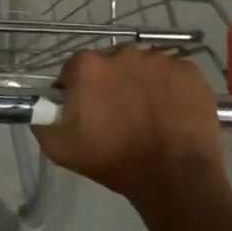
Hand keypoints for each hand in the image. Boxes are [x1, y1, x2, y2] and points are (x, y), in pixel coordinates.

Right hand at [33, 47, 223, 202]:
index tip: (86, 113)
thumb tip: (43, 106)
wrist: (174, 177)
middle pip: (110, 65)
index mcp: (88, 66)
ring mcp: (160, 59)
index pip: (74, 71)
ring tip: (148, 116)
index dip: (78, 91)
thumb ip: (42, 120)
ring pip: (142, 68)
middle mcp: (122, 52)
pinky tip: (171, 113)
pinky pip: (172, 74)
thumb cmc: (114, 161)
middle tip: (118, 116)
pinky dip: (170, 89)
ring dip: (140, 85)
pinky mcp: (189, 71)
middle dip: (110, 85)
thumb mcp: (60, 149)